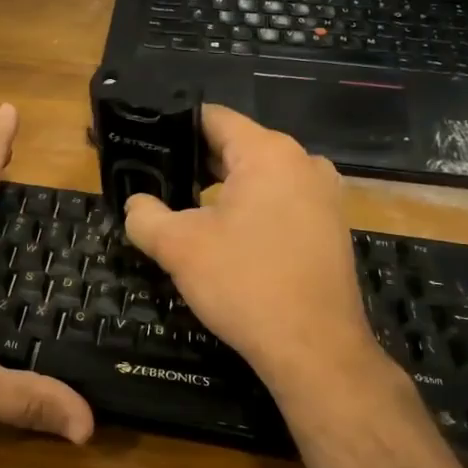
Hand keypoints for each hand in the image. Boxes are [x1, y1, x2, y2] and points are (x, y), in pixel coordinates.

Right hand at [123, 106, 378, 387]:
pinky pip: (282, 202)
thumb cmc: (245, 284)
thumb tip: (136, 204)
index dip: (174, 129)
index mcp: (269, 152)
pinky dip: (252, 210)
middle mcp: (304, 162)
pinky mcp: (331, 227)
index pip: (213, 118)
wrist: (315, 349)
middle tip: (158, 184)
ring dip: (224, 190)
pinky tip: (227, 238)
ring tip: (186, 212)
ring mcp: (324, 195)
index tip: (145, 146)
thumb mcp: (179, 247)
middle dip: (197, 164)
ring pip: (260, 177)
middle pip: (237, 146)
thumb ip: (145, 216)